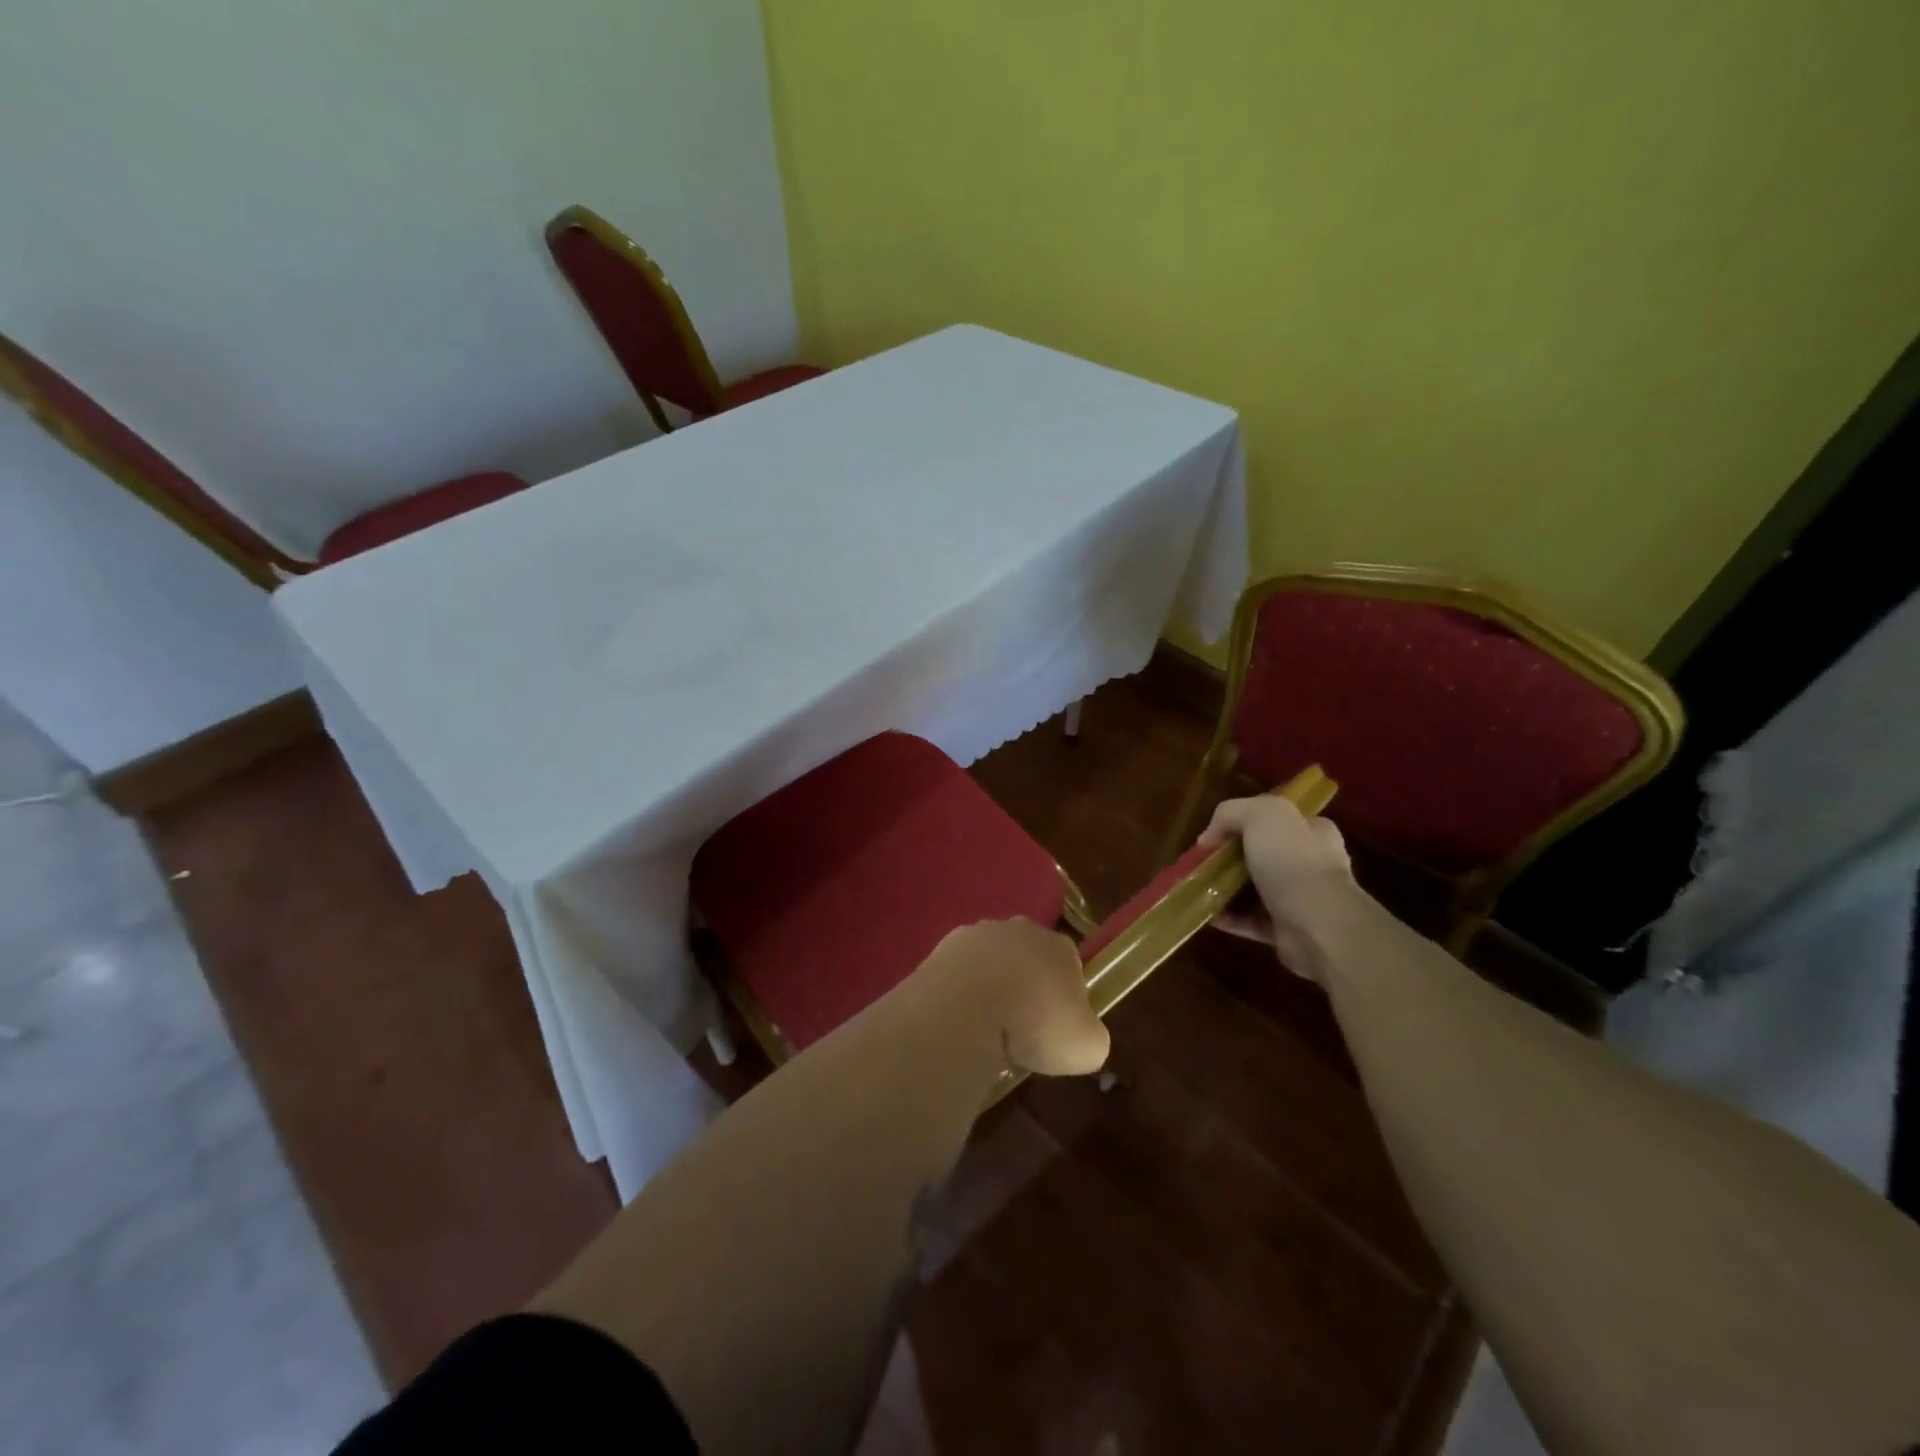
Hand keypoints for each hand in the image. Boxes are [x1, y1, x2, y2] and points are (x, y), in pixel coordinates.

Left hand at [916, 920, 1109, 1076]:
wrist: (967, 1010)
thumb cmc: (1036, 1024)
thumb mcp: (1087, 1047)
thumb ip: (1090, 1036)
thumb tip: (1081, 1035)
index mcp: (1060, 946)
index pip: (1070, 963)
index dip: (1067, 995)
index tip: (1057, 1026)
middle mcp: (1020, 929)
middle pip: (1029, 957)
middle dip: (1026, 985)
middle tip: (1021, 1028)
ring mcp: (977, 934)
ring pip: (990, 961)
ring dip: (990, 986)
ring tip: (986, 1028)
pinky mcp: (941, 948)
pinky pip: (958, 972)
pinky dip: (960, 992)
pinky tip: (959, 1020)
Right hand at [1198, 795, 1358, 980]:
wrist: (1319, 926)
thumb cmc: (1293, 861)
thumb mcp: (1260, 815)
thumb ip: (1231, 813)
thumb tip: (1209, 838)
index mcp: (1313, 831)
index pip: (1278, 819)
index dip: (1244, 822)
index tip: (1216, 834)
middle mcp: (1312, 863)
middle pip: (1263, 855)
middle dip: (1232, 859)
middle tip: (1204, 862)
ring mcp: (1302, 899)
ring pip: (1257, 889)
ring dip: (1228, 889)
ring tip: (1200, 888)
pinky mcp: (1290, 930)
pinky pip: (1253, 921)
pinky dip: (1231, 918)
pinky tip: (1209, 915)